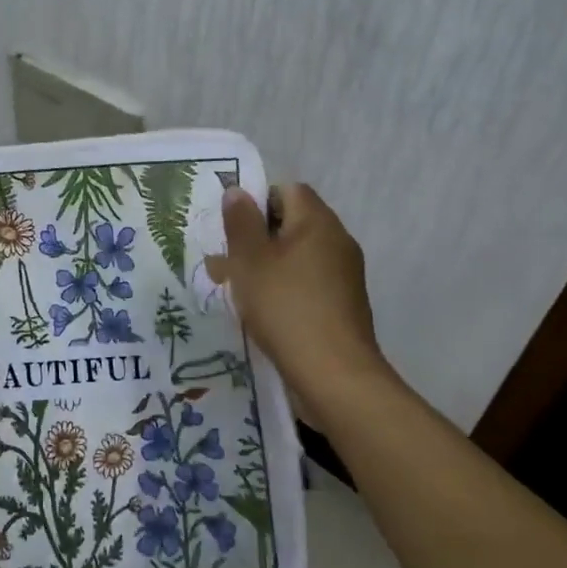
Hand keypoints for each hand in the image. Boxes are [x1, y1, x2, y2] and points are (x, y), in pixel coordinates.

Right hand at [206, 184, 393, 424]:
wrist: (335, 377)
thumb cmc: (286, 308)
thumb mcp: (250, 262)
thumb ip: (241, 223)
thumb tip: (238, 191)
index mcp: (318, 223)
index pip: (288, 190)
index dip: (257, 201)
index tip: (231, 227)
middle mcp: (337, 242)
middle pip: (291, 224)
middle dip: (255, 238)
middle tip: (223, 260)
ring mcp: (343, 276)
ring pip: (295, 256)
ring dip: (264, 265)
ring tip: (230, 287)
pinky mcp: (342, 305)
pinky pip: (305, 282)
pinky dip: (281, 288)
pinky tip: (258, 310)